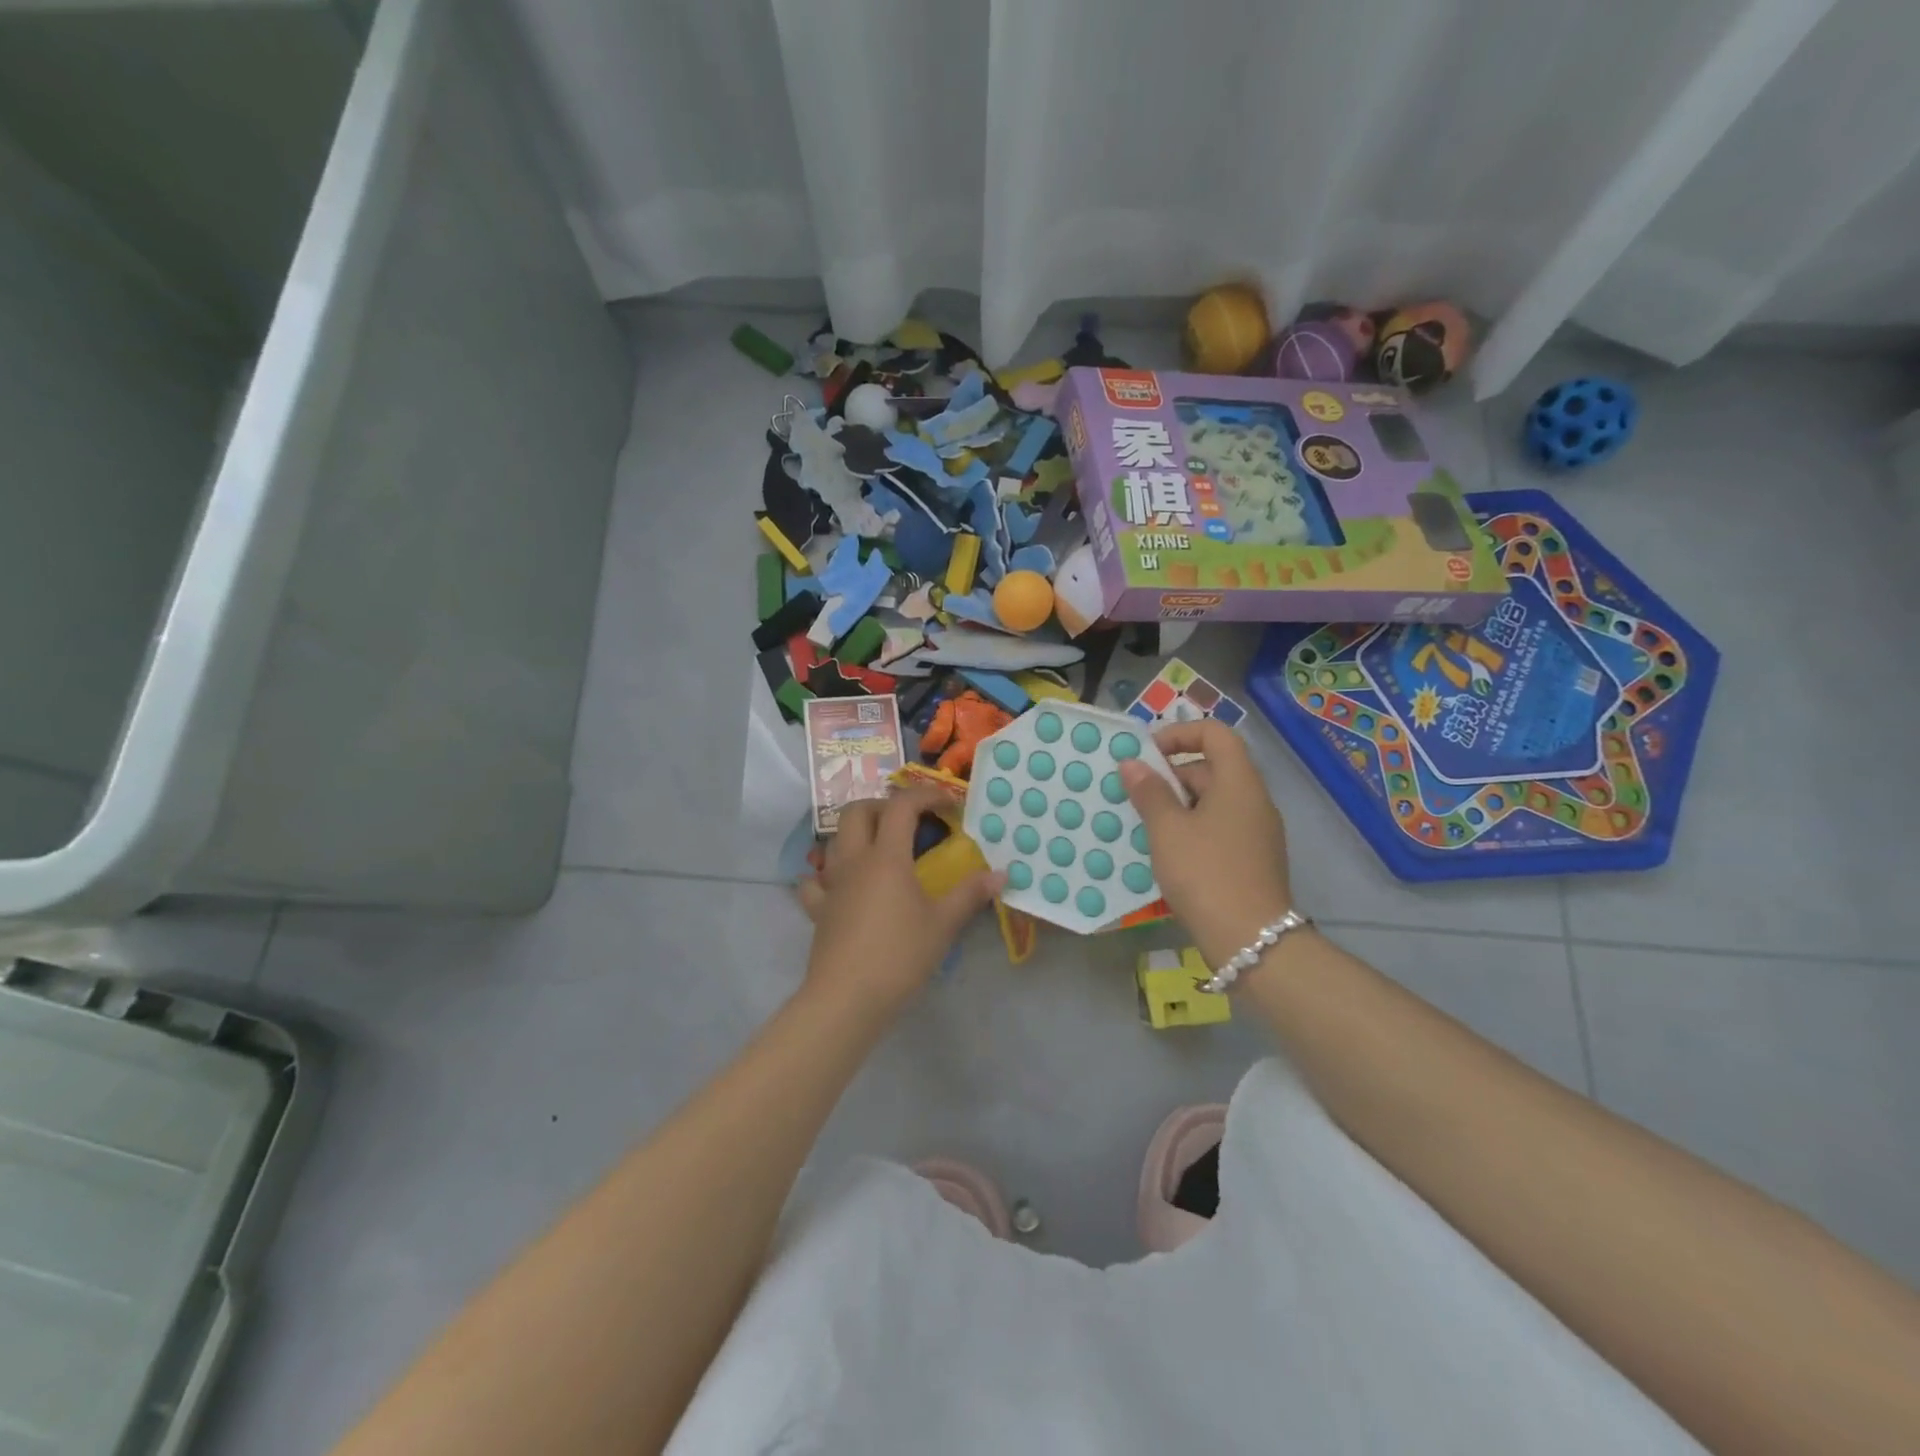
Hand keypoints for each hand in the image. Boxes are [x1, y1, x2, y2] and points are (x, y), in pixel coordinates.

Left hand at [796, 786, 1004, 1012]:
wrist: (847, 999)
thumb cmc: (899, 956)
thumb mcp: (943, 924)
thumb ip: (971, 894)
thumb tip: (1001, 873)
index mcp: (886, 857)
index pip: (902, 805)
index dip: (926, 795)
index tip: (949, 806)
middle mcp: (854, 861)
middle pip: (858, 811)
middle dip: (884, 805)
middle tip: (910, 821)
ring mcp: (831, 884)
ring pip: (834, 840)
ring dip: (857, 833)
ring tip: (881, 848)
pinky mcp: (818, 910)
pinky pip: (815, 881)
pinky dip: (827, 874)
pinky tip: (841, 884)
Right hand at [1120, 721, 1294, 969]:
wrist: (1251, 940)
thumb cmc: (1205, 873)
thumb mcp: (1167, 830)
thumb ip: (1149, 792)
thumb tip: (1132, 764)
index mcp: (1239, 782)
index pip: (1215, 733)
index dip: (1179, 734)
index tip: (1147, 755)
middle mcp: (1253, 800)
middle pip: (1211, 767)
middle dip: (1170, 775)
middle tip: (1134, 795)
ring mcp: (1256, 832)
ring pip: (1212, 801)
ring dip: (1176, 805)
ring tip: (1142, 825)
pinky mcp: (1251, 859)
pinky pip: (1217, 828)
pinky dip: (1190, 829)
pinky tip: (1164, 852)